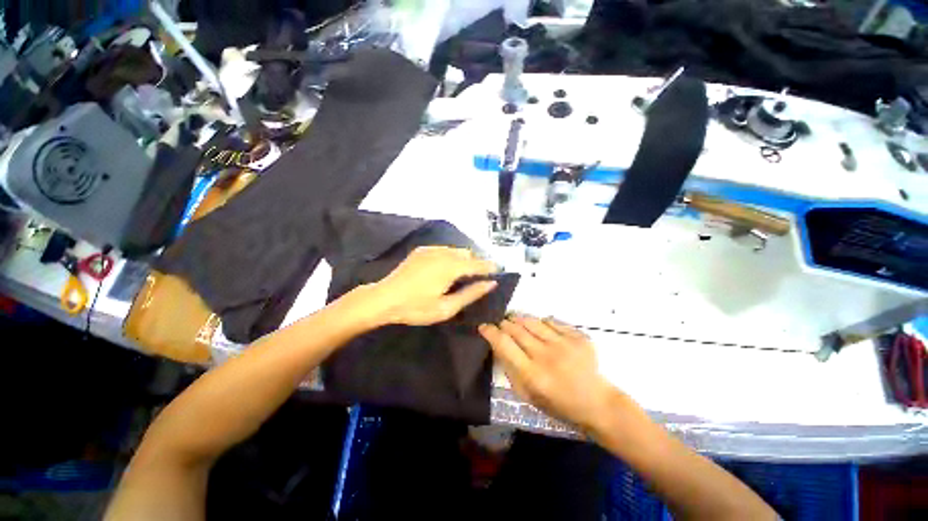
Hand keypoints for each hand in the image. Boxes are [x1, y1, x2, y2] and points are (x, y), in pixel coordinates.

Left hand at [364, 246, 498, 326]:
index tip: (499, 270)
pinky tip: (445, 269)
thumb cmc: (416, 308)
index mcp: (451, 267)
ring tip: (462, 273)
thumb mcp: (446, 307)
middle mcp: (443, 253)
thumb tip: (490, 283)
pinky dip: (450, 256)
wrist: (384, 299)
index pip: (477, 264)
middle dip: (476, 262)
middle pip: (468, 253)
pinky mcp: (421, 250)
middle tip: (478, 277)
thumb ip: (471, 294)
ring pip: (456, 250)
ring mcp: (431, 249)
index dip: (490, 267)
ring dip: (463, 259)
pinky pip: (443, 249)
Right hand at [479, 316, 620, 430]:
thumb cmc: (559, 404)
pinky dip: (541, 322)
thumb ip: (511, 370)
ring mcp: (564, 344)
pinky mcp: (578, 337)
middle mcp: (546, 355)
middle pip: (517, 329)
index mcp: (532, 374)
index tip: (484, 326)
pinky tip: (539, 327)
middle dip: (504, 323)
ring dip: (520, 319)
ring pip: (533, 321)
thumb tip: (498, 346)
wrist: (597, 403)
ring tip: (515, 320)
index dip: (490, 332)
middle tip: (501, 324)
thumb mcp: (528, 395)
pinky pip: (552, 321)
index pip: (504, 344)